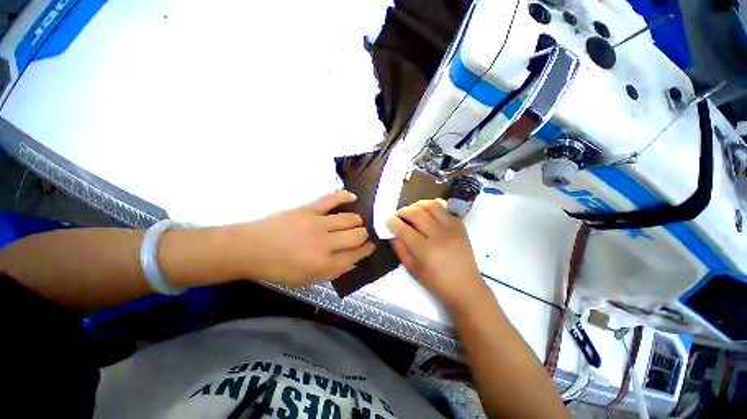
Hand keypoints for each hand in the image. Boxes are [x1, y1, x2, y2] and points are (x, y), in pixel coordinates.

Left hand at [233, 191, 374, 286]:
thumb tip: (353, 261)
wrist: (251, 249)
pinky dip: (345, 196)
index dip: (367, 249)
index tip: (371, 245)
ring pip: (350, 218)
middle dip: (364, 234)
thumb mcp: (307, 280)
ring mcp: (319, 224)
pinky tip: (353, 197)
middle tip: (362, 234)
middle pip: (357, 234)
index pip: (357, 255)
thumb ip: (333, 272)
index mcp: (325, 264)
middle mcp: (327, 244)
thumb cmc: (279, 269)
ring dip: (357, 220)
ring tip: (356, 221)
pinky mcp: (310, 209)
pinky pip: (332, 199)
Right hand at [386, 199, 489, 309]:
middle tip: (398, 215)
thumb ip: (400, 250)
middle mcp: (438, 235)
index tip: (387, 220)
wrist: (465, 286)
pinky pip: (445, 209)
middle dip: (403, 211)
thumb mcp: (412, 270)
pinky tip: (428, 213)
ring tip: (412, 210)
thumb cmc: (436, 282)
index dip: (392, 222)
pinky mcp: (460, 226)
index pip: (404, 229)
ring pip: (432, 206)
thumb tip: (393, 234)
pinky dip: (434, 207)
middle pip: (417, 214)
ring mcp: (451, 228)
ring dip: (418, 205)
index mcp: (425, 250)